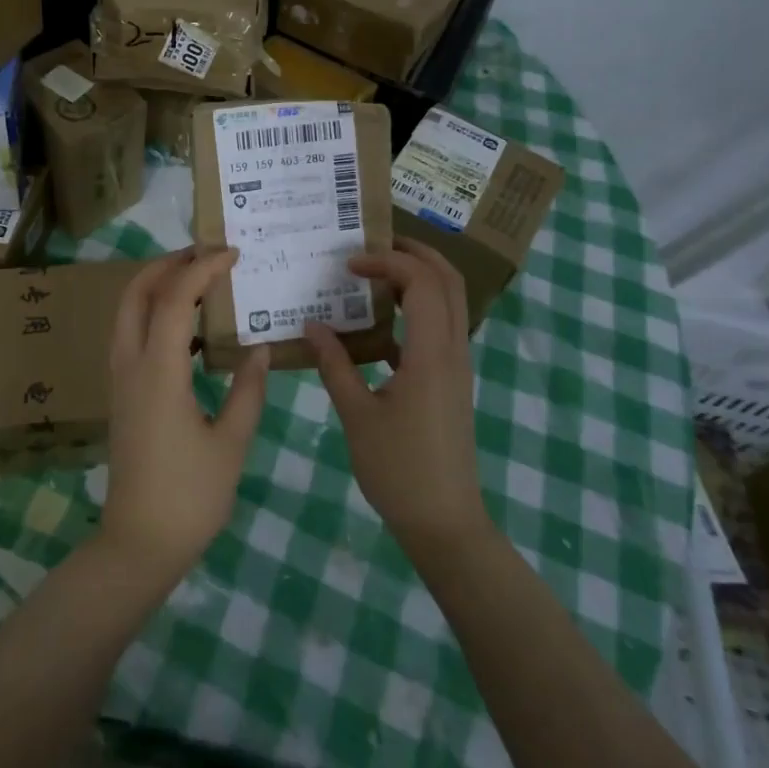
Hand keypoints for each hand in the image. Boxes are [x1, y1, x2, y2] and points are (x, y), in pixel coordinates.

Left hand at [101, 249, 269, 581]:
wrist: (139, 543)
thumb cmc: (190, 496)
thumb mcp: (231, 443)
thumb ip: (248, 390)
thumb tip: (260, 349)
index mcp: (159, 372)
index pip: (176, 299)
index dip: (203, 268)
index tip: (232, 253)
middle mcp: (131, 365)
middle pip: (135, 293)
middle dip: (166, 264)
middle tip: (205, 253)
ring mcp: (120, 379)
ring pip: (127, 313)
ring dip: (156, 286)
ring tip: (198, 280)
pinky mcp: (121, 395)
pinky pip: (131, 335)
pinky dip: (154, 314)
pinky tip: (188, 328)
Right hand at [305, 239, 488, 555]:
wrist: (444, 523)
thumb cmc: (398, 470)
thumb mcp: (356, 415)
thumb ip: (334, 365)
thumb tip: (312, 325)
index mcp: (431, 354)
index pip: (421, 282)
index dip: (387, 260)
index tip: (348, 264)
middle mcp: (452, 351)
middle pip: (448, 281)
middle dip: (414, 253)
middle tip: (373, 244)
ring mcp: (456, 367)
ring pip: (449, 303)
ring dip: (418, 278)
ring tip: (375, 273)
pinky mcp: (451, 382)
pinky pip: (440, 329)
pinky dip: (415, 311)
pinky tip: (377, 327)